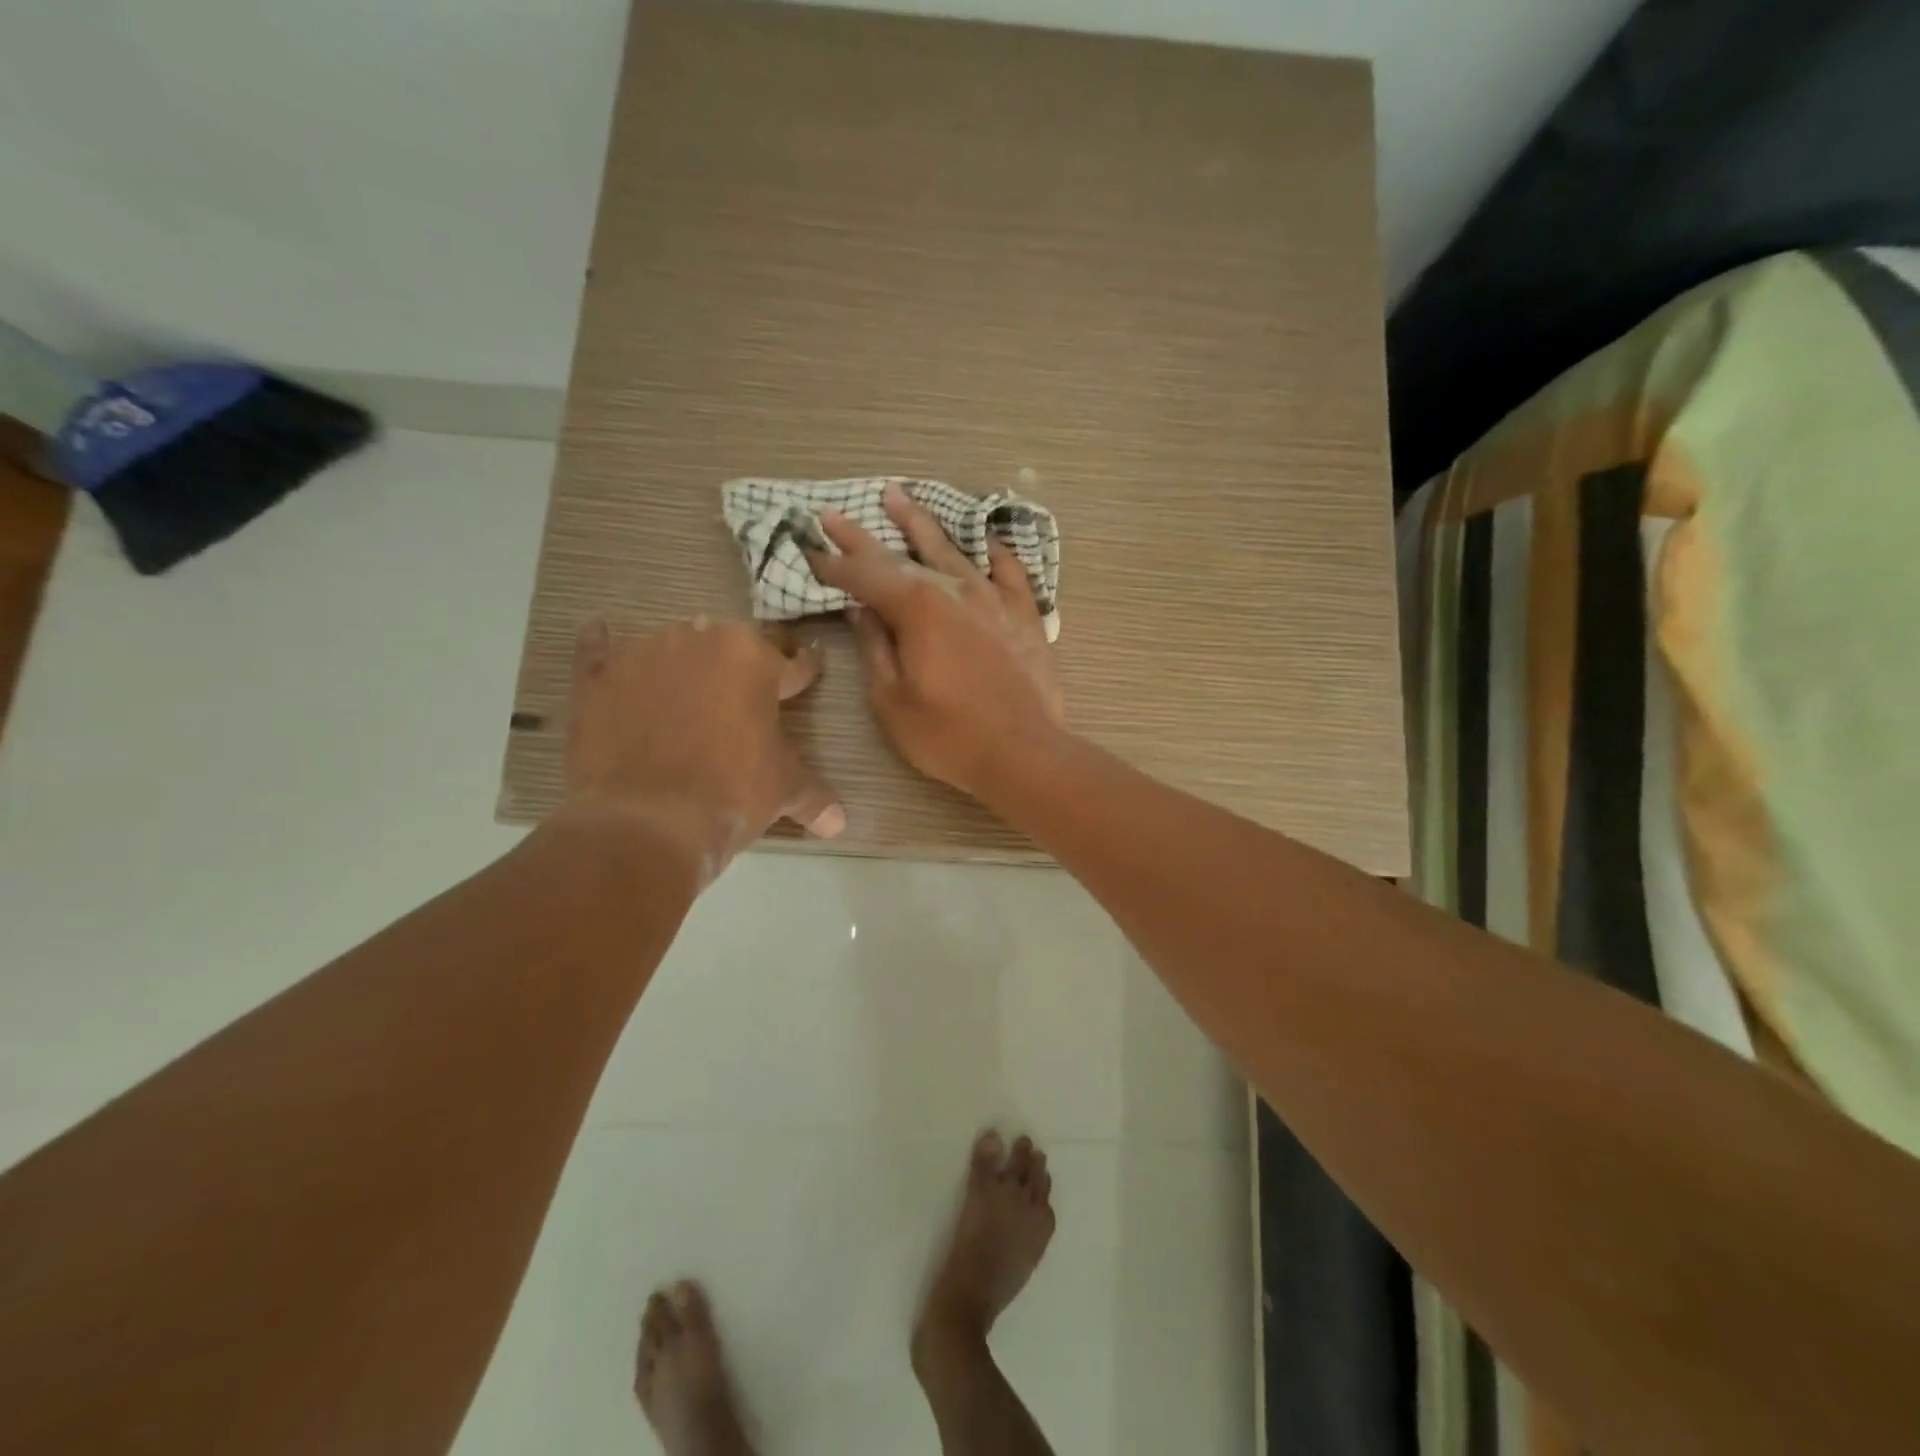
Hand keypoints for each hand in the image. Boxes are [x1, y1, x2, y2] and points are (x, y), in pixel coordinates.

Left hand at [559, 616, 842, 871]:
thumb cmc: (731, 793)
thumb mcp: (784, 792)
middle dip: (740, 667)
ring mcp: (642, 655)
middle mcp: (699, 640)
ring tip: (685, 692)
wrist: (646, 821)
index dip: (803, 672)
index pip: (791, 662)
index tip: (808, 671)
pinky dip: (603, 648)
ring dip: (682, 662)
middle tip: (744, 698)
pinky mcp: (596, 680)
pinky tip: (602, 638)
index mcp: (753, 657)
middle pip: (728, 645)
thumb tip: (839, 823)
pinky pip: (598, 651)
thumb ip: (815, 797)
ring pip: (671, 646)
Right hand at [806, 485, 1065, 799]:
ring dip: (922, 525)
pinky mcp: (1025, 615)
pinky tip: (983, 541)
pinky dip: (993, 552)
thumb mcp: (891, 700)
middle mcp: (955, 590)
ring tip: (899, 499)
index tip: (810, 549)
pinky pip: (1008, 570)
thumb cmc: (948, 735)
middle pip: (903, 555)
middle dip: (864, 536)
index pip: (865, 576)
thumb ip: (875, 648)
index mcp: (917, 609)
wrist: (1023, 753)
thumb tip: (861, 610)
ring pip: (953, 550)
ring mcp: (995, 599)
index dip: (834, 564)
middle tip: (836, 514)